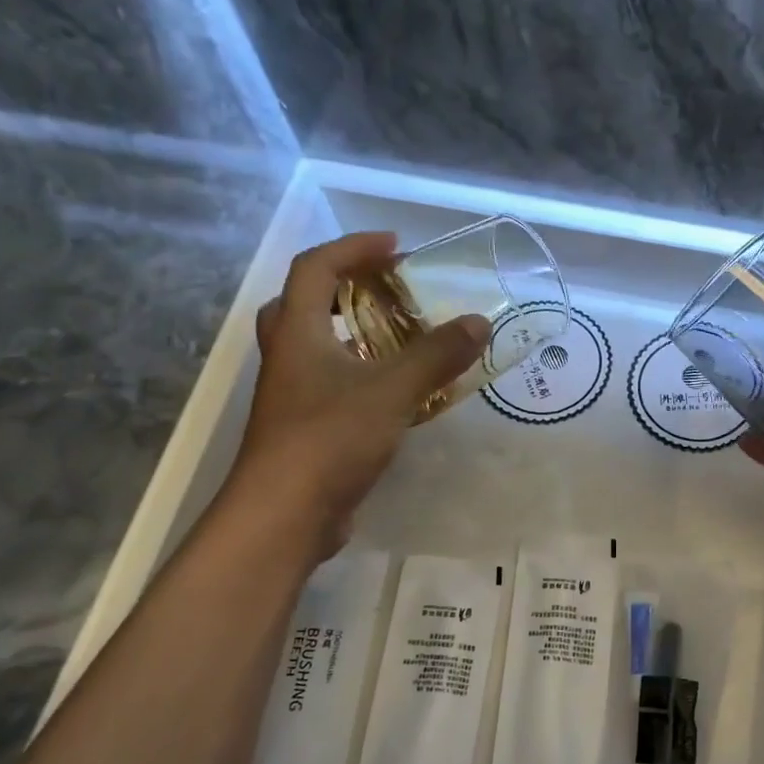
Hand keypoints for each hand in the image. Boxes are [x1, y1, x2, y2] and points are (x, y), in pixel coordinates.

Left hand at [229, 232, 486, 562]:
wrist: (284, 516)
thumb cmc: (330, 439)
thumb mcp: (392, 391)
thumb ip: (437, 355)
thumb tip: (479, 322)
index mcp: (297, 332)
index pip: (316, 267)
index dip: (354, 248)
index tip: (397, 246)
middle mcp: (288, 357)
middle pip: (304, 302)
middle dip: (345, 286)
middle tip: (387, 289)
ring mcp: (292, 395)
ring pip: (317, 346)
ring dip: (354, 331)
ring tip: (401, 336)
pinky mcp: (305, 427)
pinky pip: (333, 383)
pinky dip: (363, 374)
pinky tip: (398, 392)